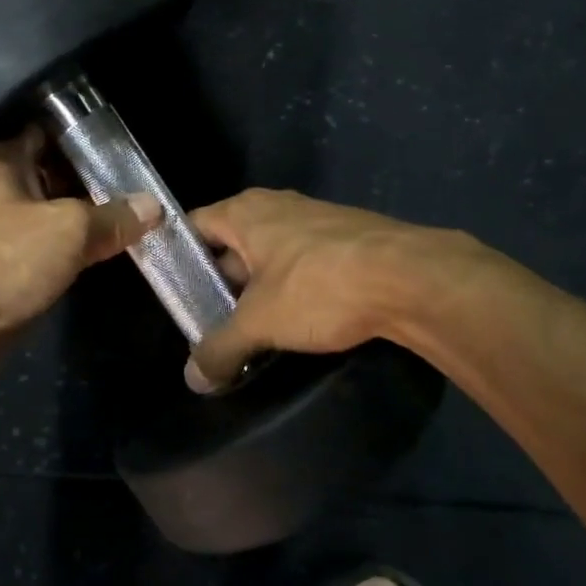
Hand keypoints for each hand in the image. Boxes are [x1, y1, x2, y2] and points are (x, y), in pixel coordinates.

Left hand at [0, 125, 161, 341]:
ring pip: (50, 215)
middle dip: (91, 182)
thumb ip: (112, 216)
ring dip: (84, 219)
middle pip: (52, 176)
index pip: (47, 133)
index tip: (123, 147)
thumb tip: (153, 206)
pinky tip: (105, 250)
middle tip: (138, 185)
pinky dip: (71, 249)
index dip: (84, 137)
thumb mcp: (69, 229)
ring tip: (132, 217)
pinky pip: (46, 247)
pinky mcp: (5, 267)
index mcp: (2, 162)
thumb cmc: (7, 259)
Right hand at [183, 189, 485, 391]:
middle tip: (207, 322)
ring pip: (268, 257)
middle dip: (218, 284)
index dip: (177, 259)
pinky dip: (290, 290)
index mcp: (245, 211)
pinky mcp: (346, 240)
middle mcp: (276, 207)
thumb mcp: (259, 323)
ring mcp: (314, 221)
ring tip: (249, 330)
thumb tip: (192, 379)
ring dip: (256, 291)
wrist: (413, 278)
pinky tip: (295, 323)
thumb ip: (220, 348)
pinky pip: (301, 264)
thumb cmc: (319, 287)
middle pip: (230, 244)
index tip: (172, 294)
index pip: (192, 227)